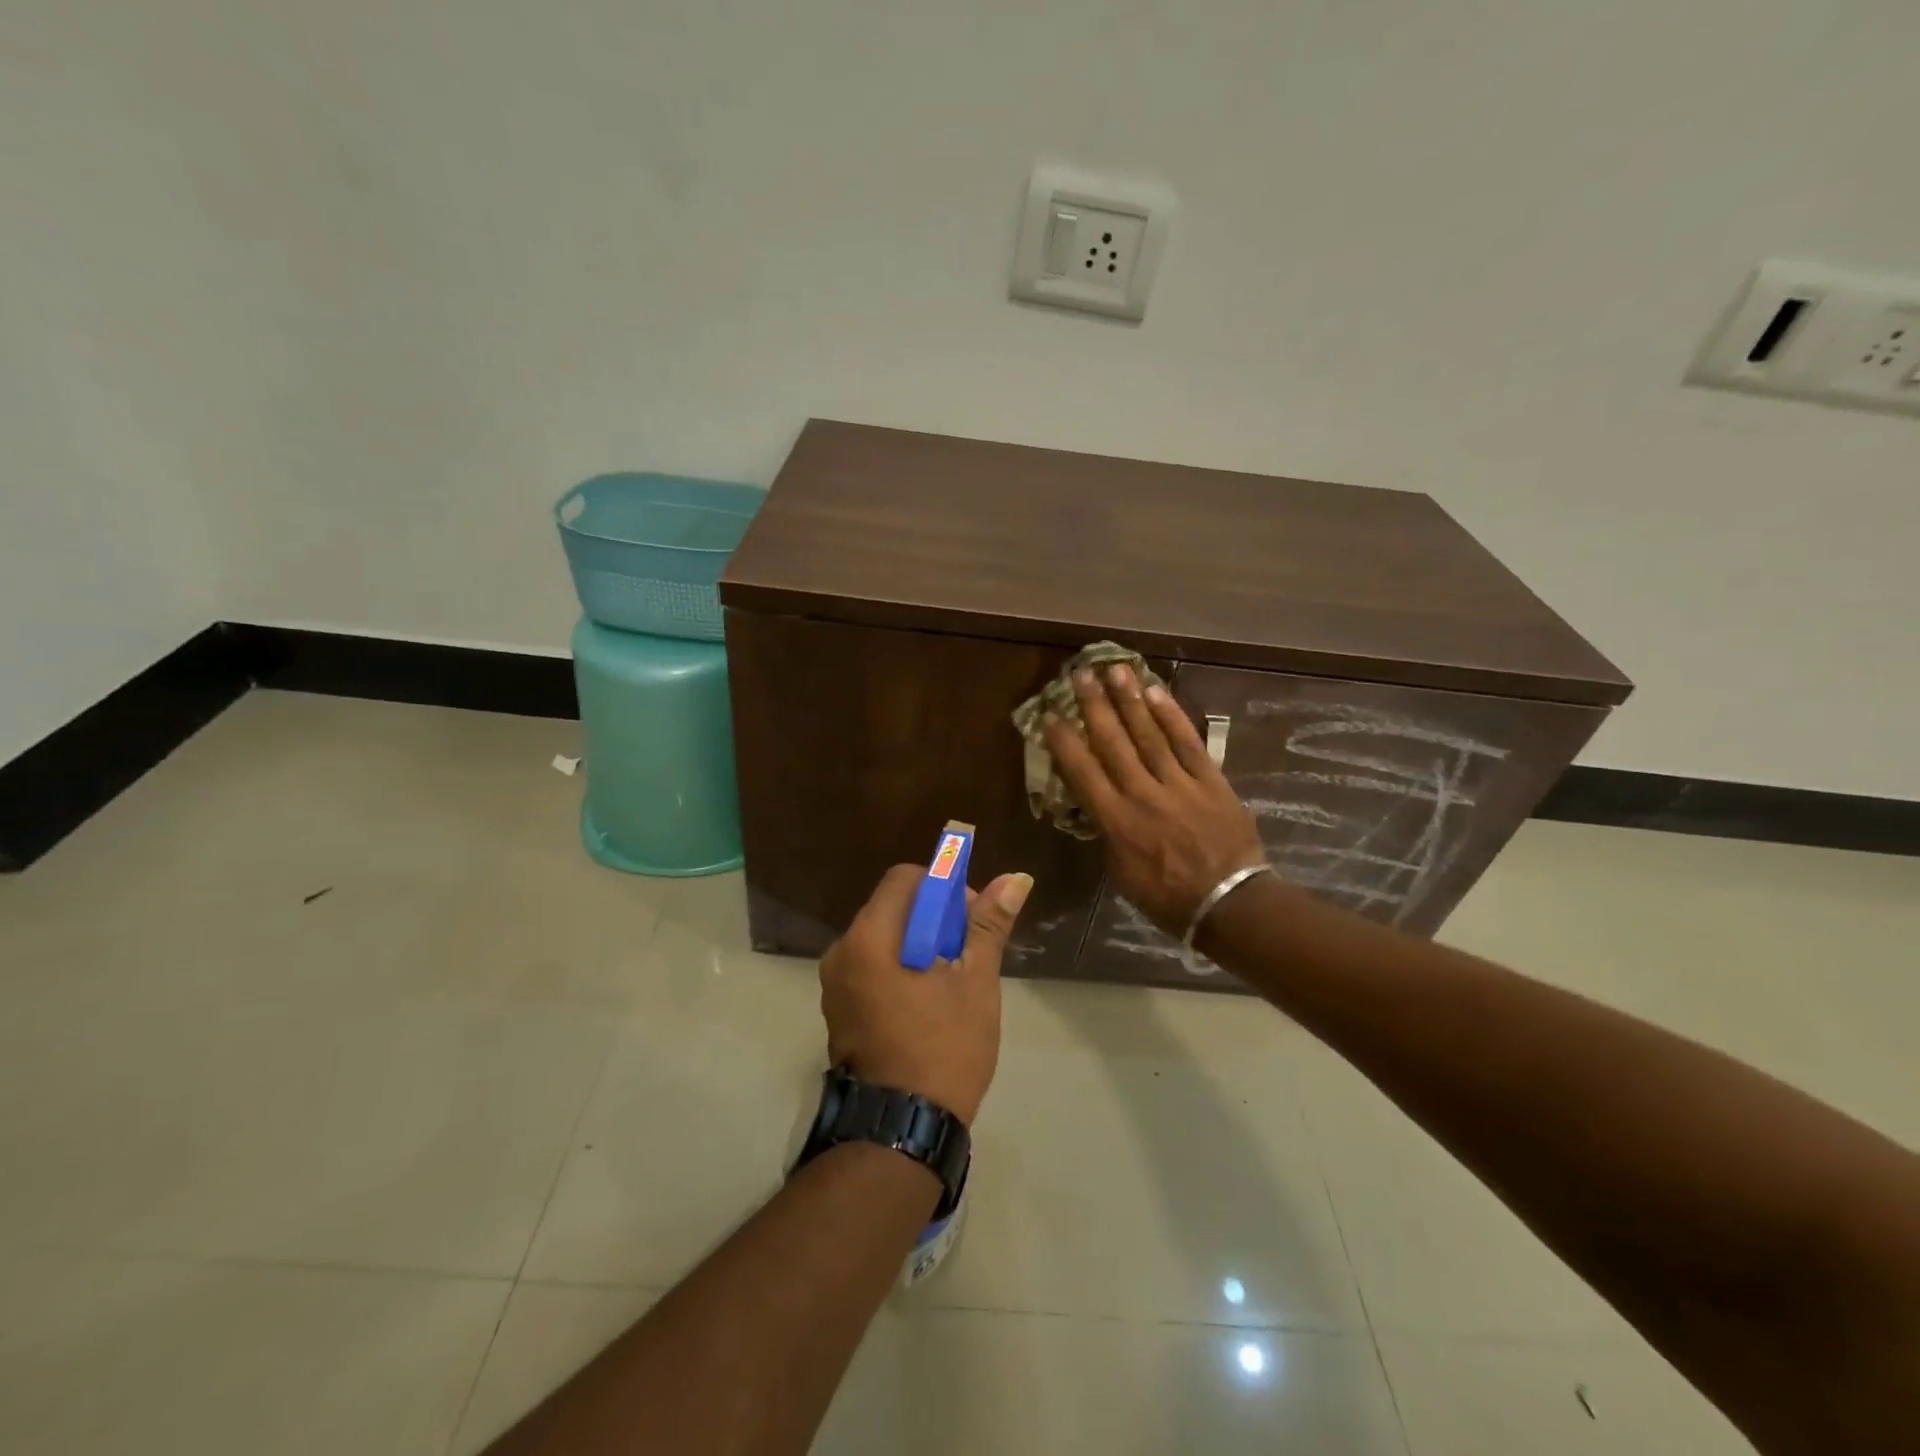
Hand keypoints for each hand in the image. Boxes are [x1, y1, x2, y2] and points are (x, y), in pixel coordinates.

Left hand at [818, 862, 1032, 1124]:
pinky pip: (872, 967)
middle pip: (892, 907)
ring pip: (884, 938)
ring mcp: (835, 984)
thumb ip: (988, 925)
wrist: (901, 1130)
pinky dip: (900, 967)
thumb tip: (1016, 878)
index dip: (943, 887)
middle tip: (967, 952)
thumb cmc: (943, 1049)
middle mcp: (842, 952)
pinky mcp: (839, 1010)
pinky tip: (928, 1000)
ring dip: (919, 943)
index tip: (970, 919)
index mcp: (869, 938)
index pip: (904, 879)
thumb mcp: (974, 982)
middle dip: (934, 917)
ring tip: (952, 980)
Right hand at [1044, 664, 1265, 936]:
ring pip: (1149, 734)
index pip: (1083, 773)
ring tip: (1115, 670)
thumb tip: (1100, 804)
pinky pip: (1188, 742)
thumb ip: (1108, 834)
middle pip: (1114, 743)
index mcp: (1117, 822)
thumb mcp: (1122, 874)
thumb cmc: (1168, 898)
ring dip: (1130, 700)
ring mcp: (1179, 784)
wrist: (1231, 903)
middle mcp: (1143, 794)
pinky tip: (1157, 692)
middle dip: (1095, 706)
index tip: (1051, 715)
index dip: (1065, 742)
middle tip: (1080, 674)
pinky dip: (1172, 716)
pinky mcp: (1210, 780)